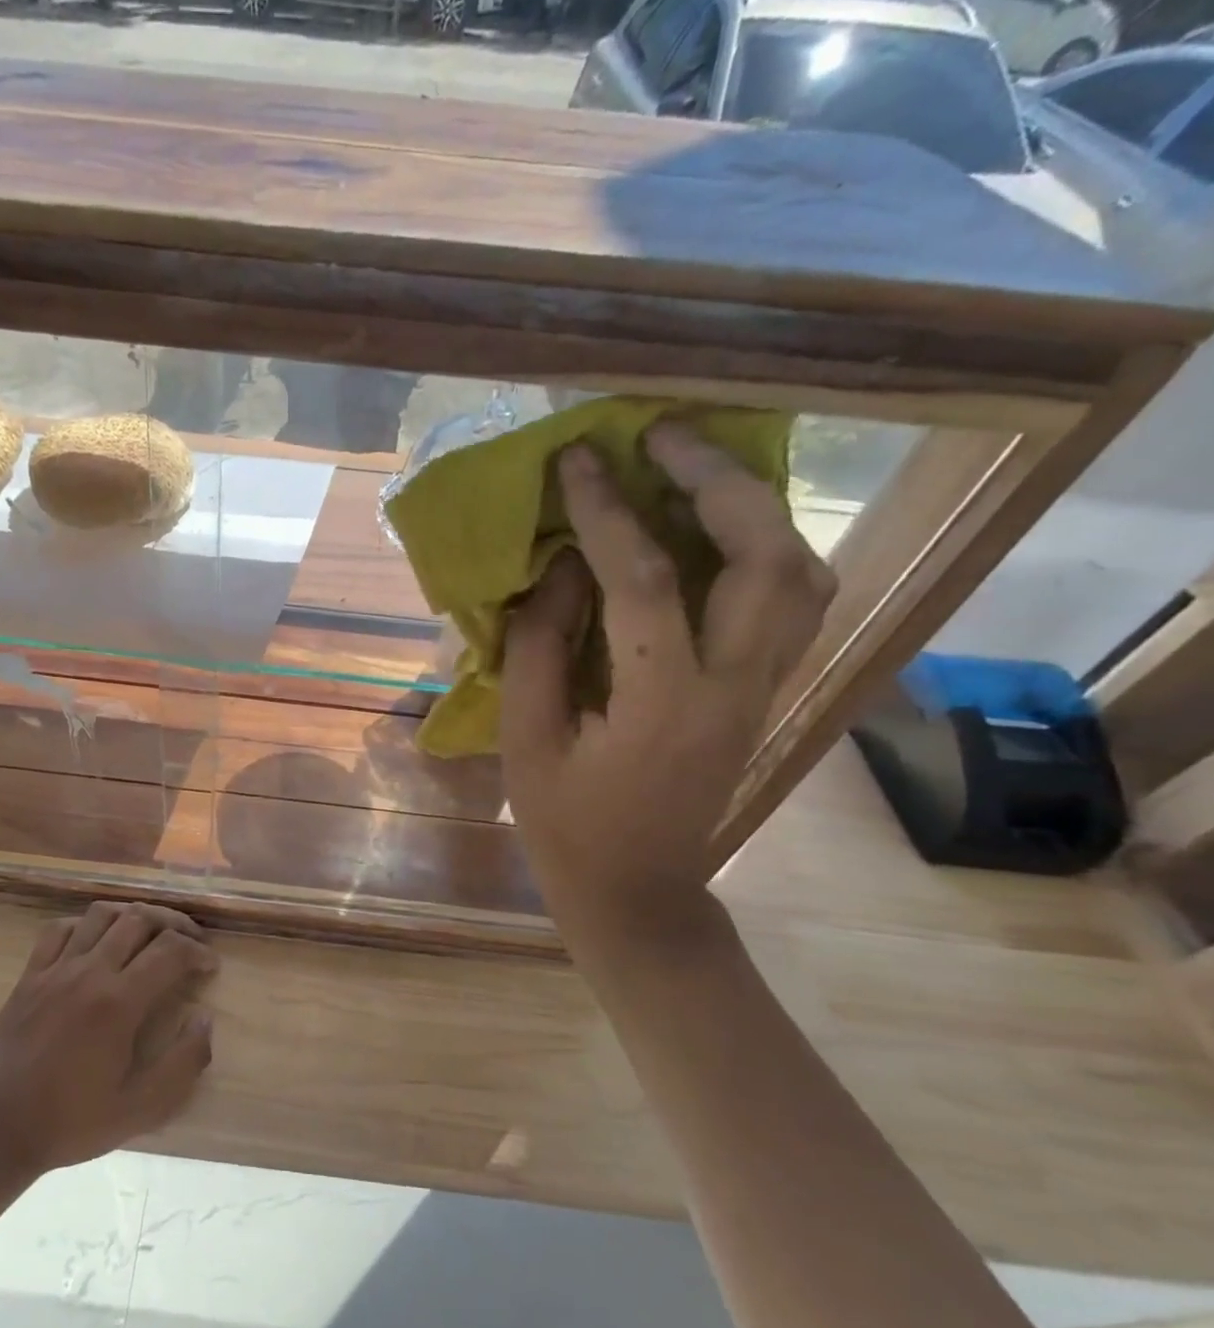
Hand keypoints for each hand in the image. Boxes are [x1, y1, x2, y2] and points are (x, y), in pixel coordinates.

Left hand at [0, 903, 216, 1201]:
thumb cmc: (70, 1123)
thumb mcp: (139, 1110)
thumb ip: (182, 1064)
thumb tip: (204, 1019)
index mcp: (118, 1003)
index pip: (170, 950)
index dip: (198, 951)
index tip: (210, 966)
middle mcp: (89, 972)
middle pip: (139, 919)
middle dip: (174, 923)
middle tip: (190, 941)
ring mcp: (55, 969)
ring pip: (101, 914)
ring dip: (133, 915)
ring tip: (150, 933)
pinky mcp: (29, 975)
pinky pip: (60, 928)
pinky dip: (86, 923)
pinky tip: (97, 940)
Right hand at [500, 423, 834, 929]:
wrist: (638, 890)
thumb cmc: (566, 824)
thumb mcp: (526, 741)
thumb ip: (541, 648)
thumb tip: (560, 568)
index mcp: (662, 705)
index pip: (641, 580)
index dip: (605, 511)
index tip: (577, 458)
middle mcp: (735, 687)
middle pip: (767, 558)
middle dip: (718, 481)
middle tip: (663, 437)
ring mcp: (762, 690)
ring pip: (802, 574)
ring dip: (755, 509)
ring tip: (695, 472)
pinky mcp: (764, 694)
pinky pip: (792, 602)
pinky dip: (765, 549)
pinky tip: (718, 533)